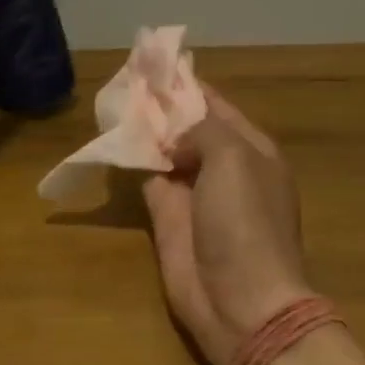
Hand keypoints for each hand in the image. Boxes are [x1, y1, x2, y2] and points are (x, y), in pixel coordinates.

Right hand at [142, 87, 314, 364]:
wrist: (241, 301)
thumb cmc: (246, 222)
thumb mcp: (234, 159)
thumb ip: (202, 131)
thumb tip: (174, 136)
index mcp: (252, 150)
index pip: (217, 106)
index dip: (188, 85)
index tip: (156, 63)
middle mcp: (224, 168)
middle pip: (189, 128)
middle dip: (162, 106)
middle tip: (127, 78)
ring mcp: (195, 195)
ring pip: (166, 152)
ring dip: (145, 130)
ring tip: (115, 100)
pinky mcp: (168, 220)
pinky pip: (149, 180)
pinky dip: (134, 160)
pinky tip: (113, 139)